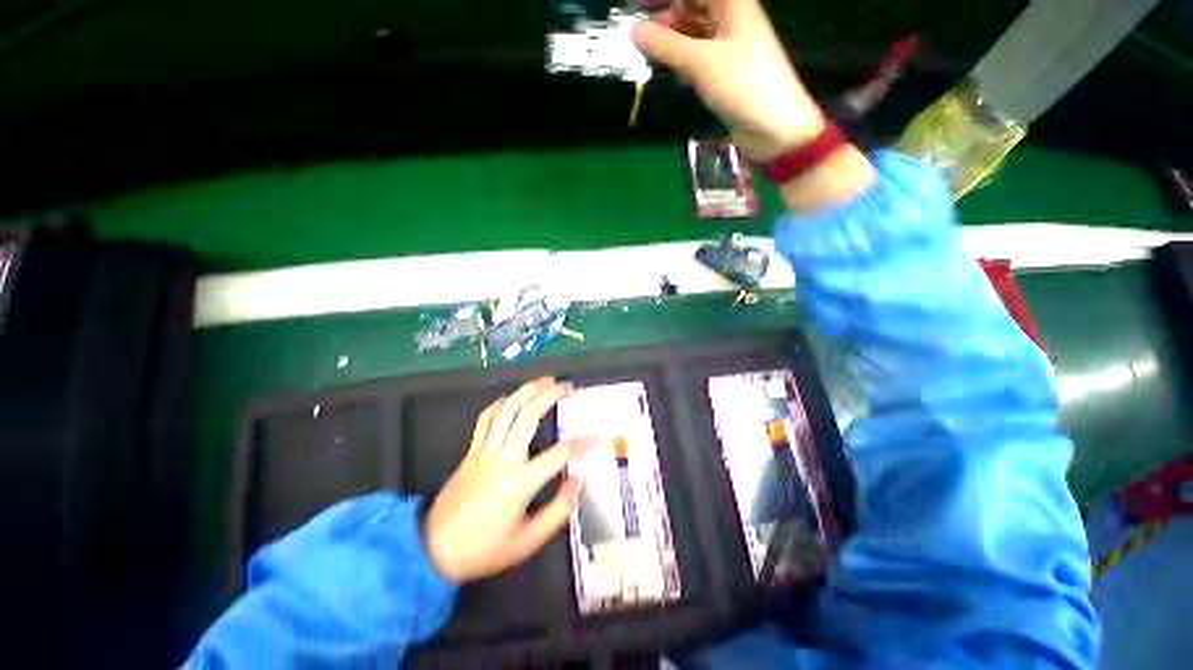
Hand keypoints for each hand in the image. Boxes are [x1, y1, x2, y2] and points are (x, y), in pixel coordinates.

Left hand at [423, 378, 593, 581]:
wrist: (433, 551)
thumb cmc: (484, 550)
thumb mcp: (528, 542)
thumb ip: (558, 511)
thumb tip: (575, 481)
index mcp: (520, 483)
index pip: (559, 454)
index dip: (581, 444)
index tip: (595, 436)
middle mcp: (503, 458)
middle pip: (529, 416)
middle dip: (550, 396)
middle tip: (567, 387)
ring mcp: (484, 451)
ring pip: (507, 410)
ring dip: (527, 390)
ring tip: (545, 380)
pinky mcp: (471, 450)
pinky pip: (486, 419)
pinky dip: (500, 403)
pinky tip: (512, 397)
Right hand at [634, 0, 876, 209]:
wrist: (774, 126)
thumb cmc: (743, 85)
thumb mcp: (701, 62)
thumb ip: (666, 46)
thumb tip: (634, 31)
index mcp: (731, 2)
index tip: (635, 4)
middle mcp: (730, 17)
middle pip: (691, 6)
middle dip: (664, 15)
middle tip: (636, 31)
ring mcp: (728, 44)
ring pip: (693, 31)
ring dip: (670, 39)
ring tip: (645, 50)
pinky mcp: (725, 70)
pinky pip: (697, 54)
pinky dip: (681, 58)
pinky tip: (667, 68)